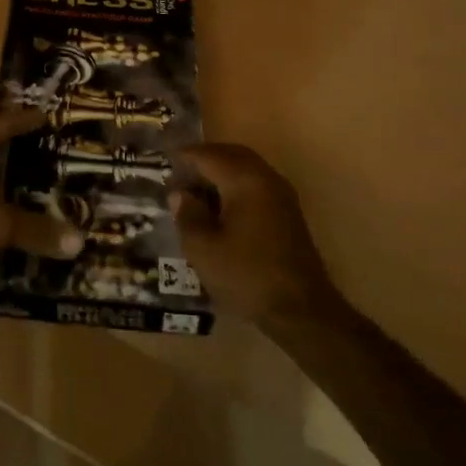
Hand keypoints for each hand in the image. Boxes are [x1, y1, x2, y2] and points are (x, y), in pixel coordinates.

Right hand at [174, 144, 343, 326]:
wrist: (302, 311)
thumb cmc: (247, 276)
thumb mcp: (203, 249)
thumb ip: (187, 215)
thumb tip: (180, 194)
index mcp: (245, 181)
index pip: (209, 156)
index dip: (184, 156)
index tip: (164, 160)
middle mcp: (266, 178)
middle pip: (231, 155)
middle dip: (205, 158)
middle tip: (180, 170)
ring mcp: (281, 195)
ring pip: (246, 168)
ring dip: (221, 171)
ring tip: (196, 188)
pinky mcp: (288, 213)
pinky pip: (257, 183)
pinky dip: (236, 184)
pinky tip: (221, 206)